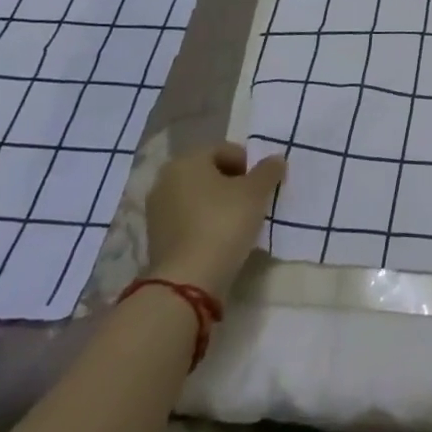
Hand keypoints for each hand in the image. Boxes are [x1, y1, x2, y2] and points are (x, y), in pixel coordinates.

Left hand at [143, 142, 285, 297]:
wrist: (187, 281)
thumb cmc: (224, 223)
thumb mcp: (256, 192)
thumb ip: (269, 171)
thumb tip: (275, 160)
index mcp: (187, 160)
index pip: (226, 150)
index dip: (249, 164)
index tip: (261, 186)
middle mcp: (165, 180)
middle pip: (210, 173)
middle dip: (233, 184)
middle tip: (253, 202)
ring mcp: (157, 211)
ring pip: (198, 198)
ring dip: (218, 205)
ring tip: (239, 223)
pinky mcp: (155, 239)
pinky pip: (188, 221)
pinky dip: (204, 224)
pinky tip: (220, 239)